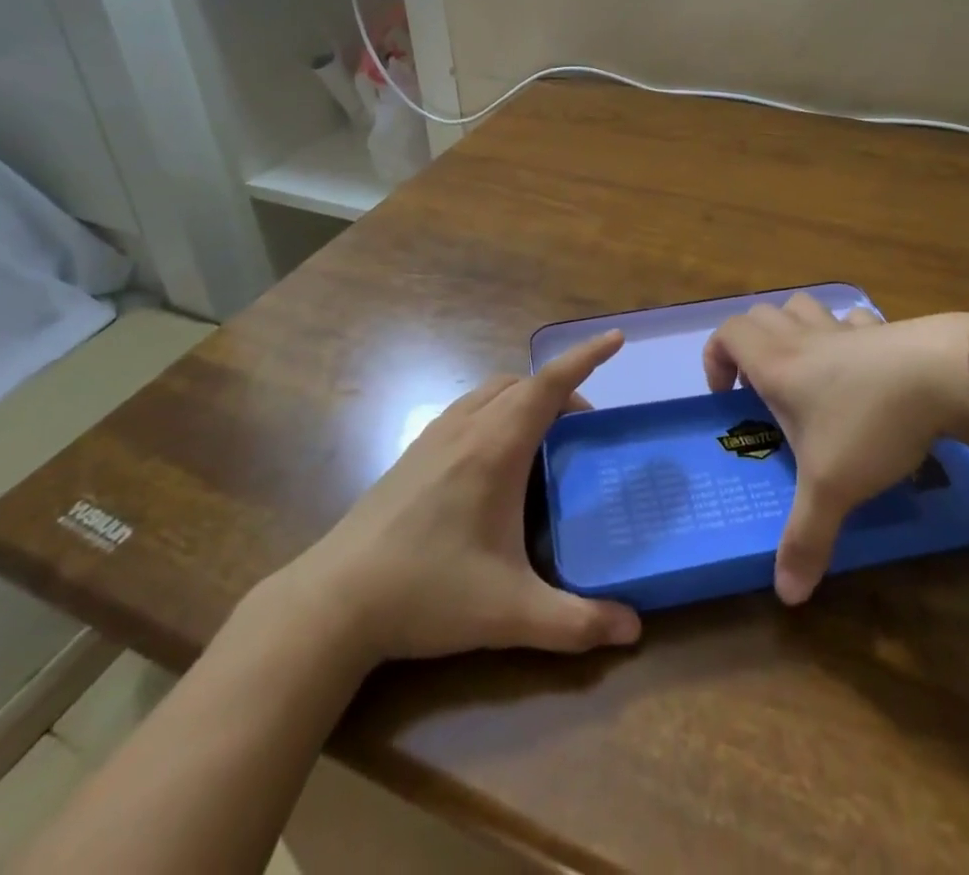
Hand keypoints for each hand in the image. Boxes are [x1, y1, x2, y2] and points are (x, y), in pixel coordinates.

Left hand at [278, 332, 641, 663]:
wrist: (335, 600)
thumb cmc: (428, 593)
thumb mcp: (509, 614)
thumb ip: (576, 623)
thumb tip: (633, 630)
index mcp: (496, 448)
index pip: (549, 384)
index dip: (586, 357)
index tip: (616, 338)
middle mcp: (467, 427)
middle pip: (524, 384)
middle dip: (562, 391)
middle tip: (585, 431)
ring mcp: (435, 435)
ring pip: (492, 391)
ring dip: (526, 397)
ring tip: (545, 438)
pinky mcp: (414, 451)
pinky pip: (469, 407)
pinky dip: (497, 409)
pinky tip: (496, 456)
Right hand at [703, 295, 968, 604]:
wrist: (942, 377)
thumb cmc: (869, 424)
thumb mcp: (832, 488)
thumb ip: (805, 539)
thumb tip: (786, 596)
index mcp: (776, 364)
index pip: (727, 334)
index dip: (716, 357)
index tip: (727, 396)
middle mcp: (803, 338)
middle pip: (759, 314)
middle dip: (750, 344)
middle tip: (761, 386)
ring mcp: (844, 328)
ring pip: (802, 306)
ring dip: (792, 328)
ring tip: (804, 368)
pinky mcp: (882, 329)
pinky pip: (851, 319)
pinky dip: (844, 332)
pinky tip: (858, 362)